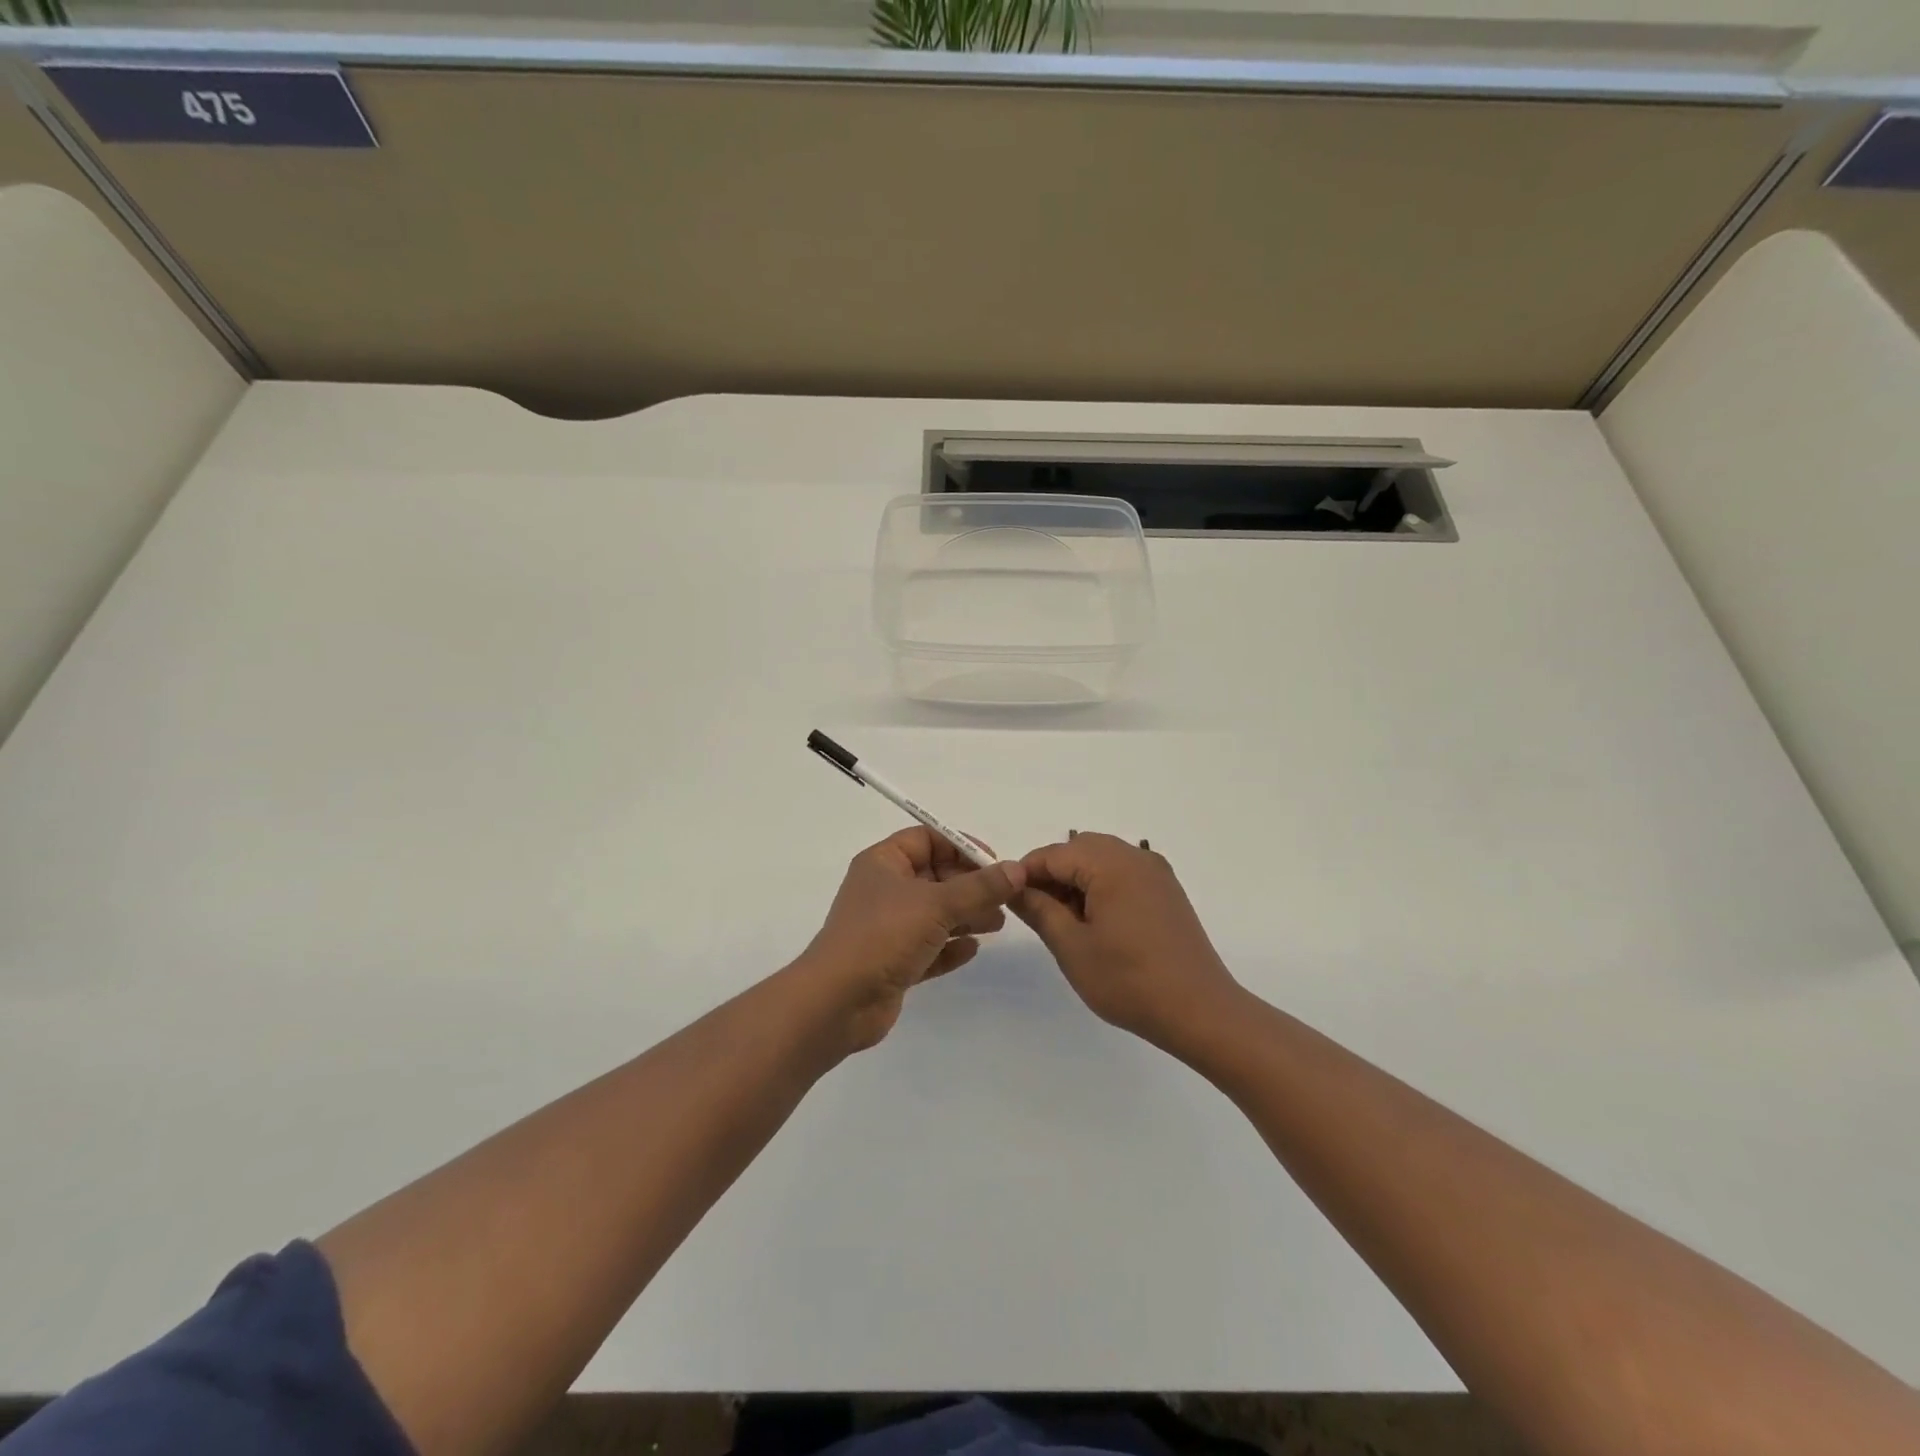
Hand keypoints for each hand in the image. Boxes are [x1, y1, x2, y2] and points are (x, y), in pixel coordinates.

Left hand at [798, 828, 1026, 1052]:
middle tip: (1004, 898)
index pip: (927, 839)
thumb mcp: (937, 905)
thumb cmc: (883, 936)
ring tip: (997, 924)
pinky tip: (973, 950)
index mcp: (883, 863)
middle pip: (935, 876)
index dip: (961, 846)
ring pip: (934, 914)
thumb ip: (980, 888)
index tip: (995, 862)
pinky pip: (928, 947)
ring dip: (966, 916)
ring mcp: (887, 928)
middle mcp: (884, 890)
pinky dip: (950, 947)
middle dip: (970, 885)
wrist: (837, 1002)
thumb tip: (1017, 870)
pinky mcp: (892, 962)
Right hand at [1014, 832, 1245, 1056]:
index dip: (1025, 873)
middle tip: (1036, 912)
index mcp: (1111, 864)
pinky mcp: (1167, 891)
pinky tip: (1096, 922)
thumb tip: (1014, 888)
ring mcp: (1156, 872)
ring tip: (1064, 921)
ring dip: (1076, 879)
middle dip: (1051, 874)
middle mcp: (1136, 857)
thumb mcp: (1072, 948)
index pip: (1054, 854)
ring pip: (1101, 859)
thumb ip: (1039, 911)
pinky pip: (1123, 873)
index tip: (1006, 899)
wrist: (1201, 1011)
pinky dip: (1101, 886)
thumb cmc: (1129, 981)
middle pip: (1079, 849)